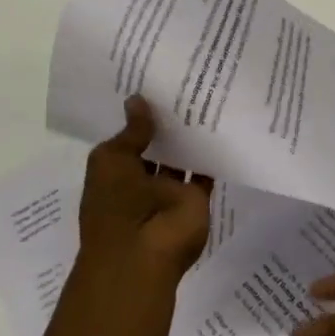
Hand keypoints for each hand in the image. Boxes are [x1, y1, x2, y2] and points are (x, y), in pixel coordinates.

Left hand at [77, 97, 212, 282]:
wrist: (141, 253)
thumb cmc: (115, 205)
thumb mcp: (112, 160)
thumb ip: (131, 131)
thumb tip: (137, 99)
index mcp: (115, 171)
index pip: (129, 138)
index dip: (139, 115)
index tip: (154, 83)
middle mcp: (142, 179)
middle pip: (159, 145)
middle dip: (168, 121)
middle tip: (186, 82)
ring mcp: (170, 190)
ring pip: (183, 156)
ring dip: (191, 134)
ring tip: (206, 95)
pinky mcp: (196, 198)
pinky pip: (206, 171)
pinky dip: (213, 153)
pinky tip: (222, 124)